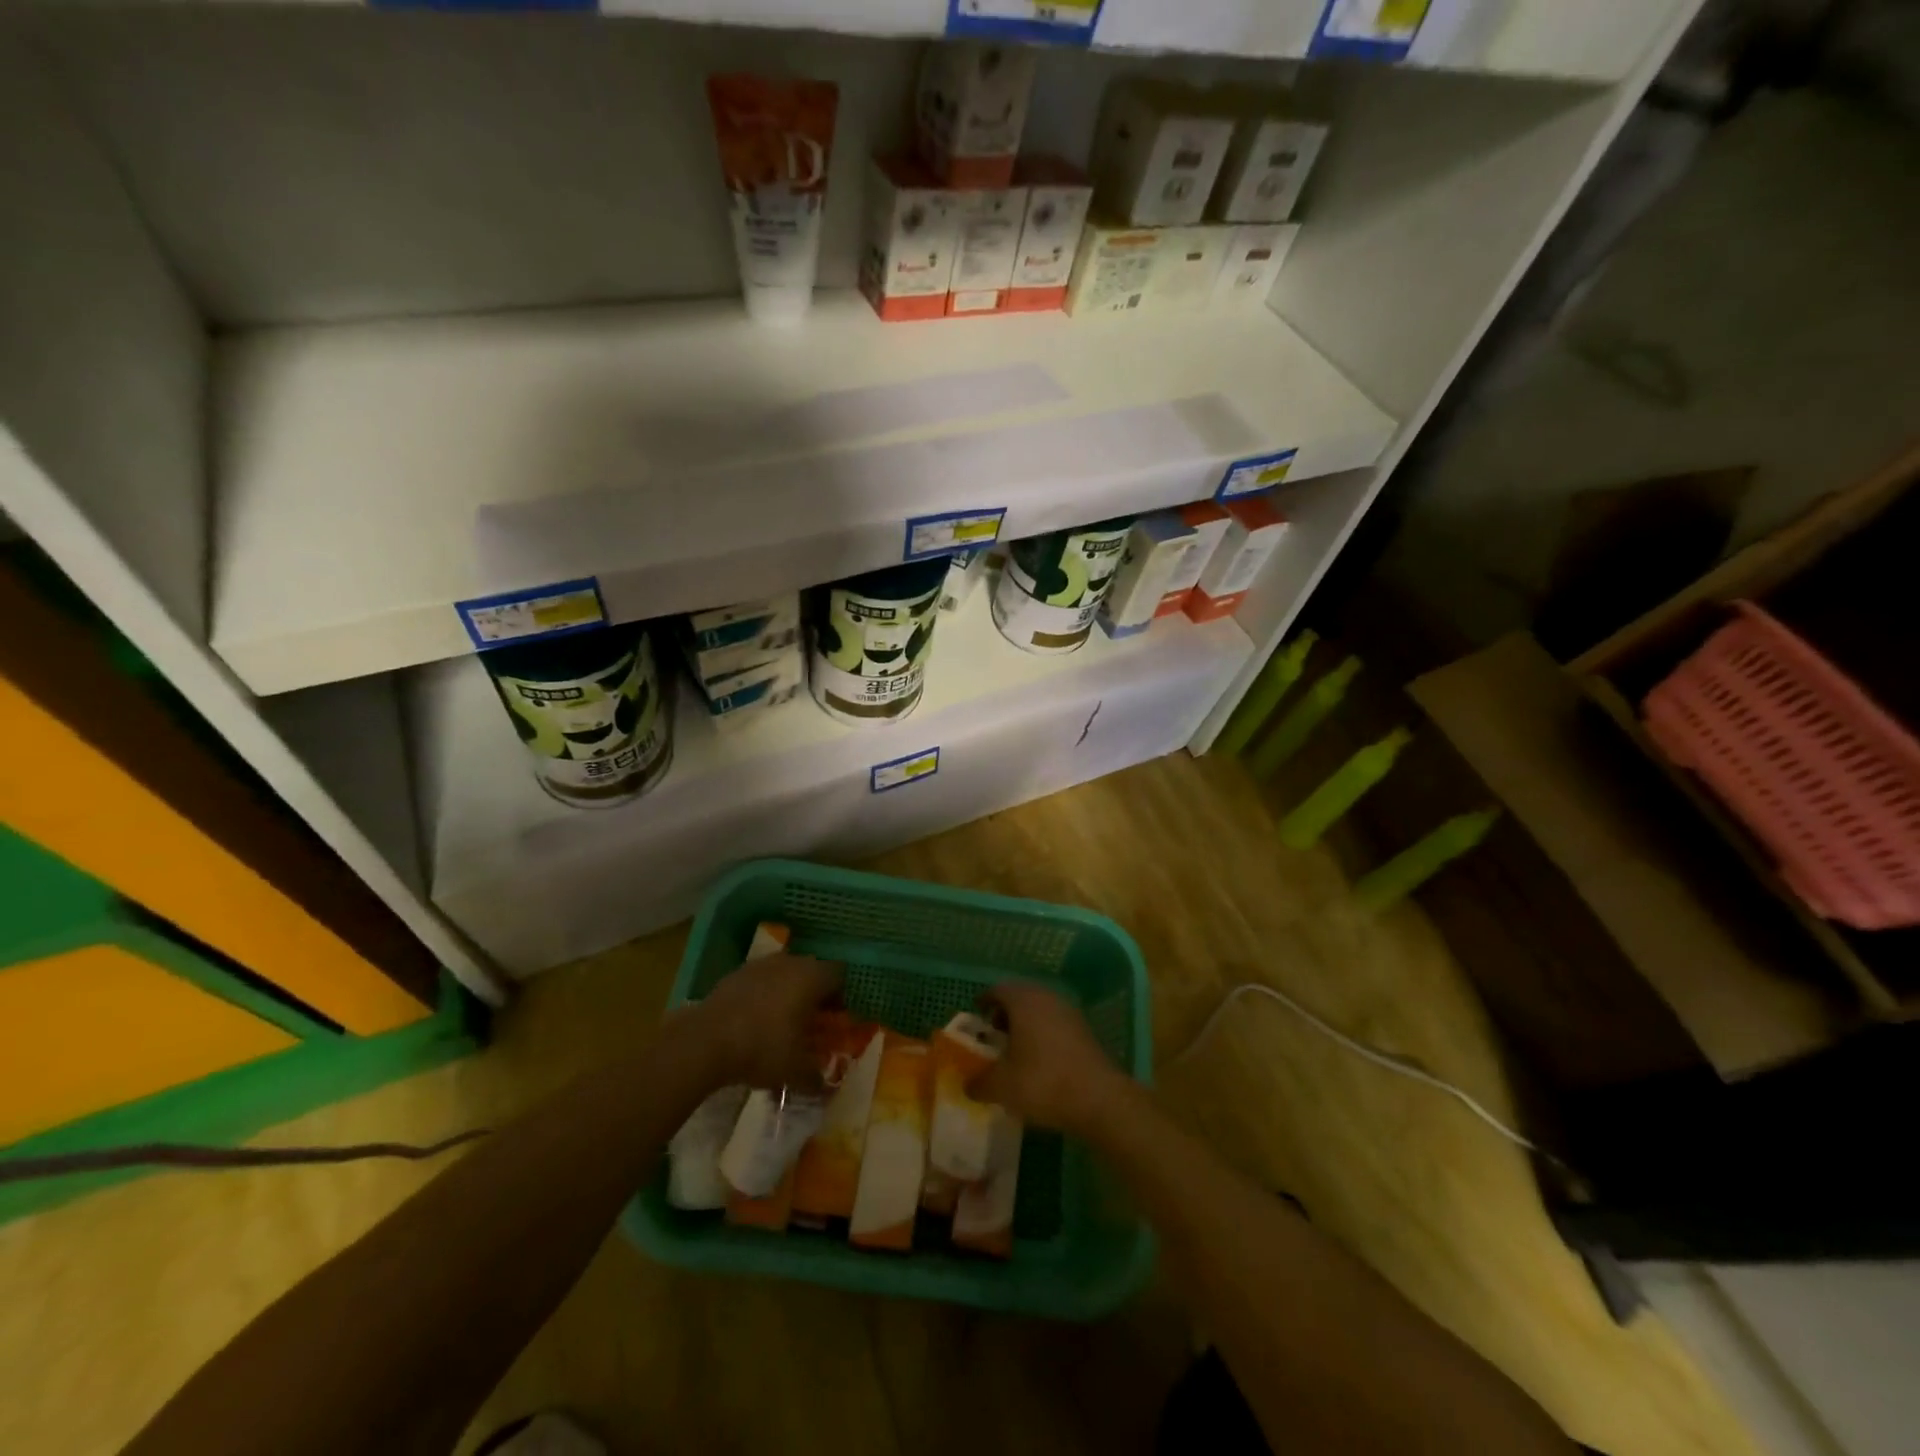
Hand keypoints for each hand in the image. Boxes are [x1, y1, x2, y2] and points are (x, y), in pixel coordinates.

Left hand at [680, 953, 843, 1091]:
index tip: (836, 1018)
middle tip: (812, 1022)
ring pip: (784, 973)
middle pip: (812, 971)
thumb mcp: (796, 1072)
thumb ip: (817, 1078)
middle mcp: (790, 963)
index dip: (841, 996)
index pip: (839, 975)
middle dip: (815, 994)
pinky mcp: (735, 974)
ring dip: (788, 992)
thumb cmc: (763, 1049)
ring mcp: (760, 965)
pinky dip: (763, 996)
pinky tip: (754, 1022)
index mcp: (812, 977)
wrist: (705, 1042)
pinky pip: (759, 981)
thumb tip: (827, 1088)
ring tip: (782, 1022)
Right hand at [969, 981, 1134, 1137]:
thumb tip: (968, 1085)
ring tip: (1015, 1050)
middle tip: (993, 1034)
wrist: (1099, 1099)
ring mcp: (1069, 1013)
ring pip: (1040, 1010)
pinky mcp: (1085, 1031)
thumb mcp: (1002, 1087)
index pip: (998, 990)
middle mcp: (1047, 998)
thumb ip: (980, 1083)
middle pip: (1021, 997)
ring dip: (1026, 1024)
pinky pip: (1055, 1024)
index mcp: (1024, 1001)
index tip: (977, 1013)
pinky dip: (1043, 1034)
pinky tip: (1040, 1060)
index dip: (985, 1001)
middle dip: (1005, 1013)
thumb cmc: (1043, 1083)